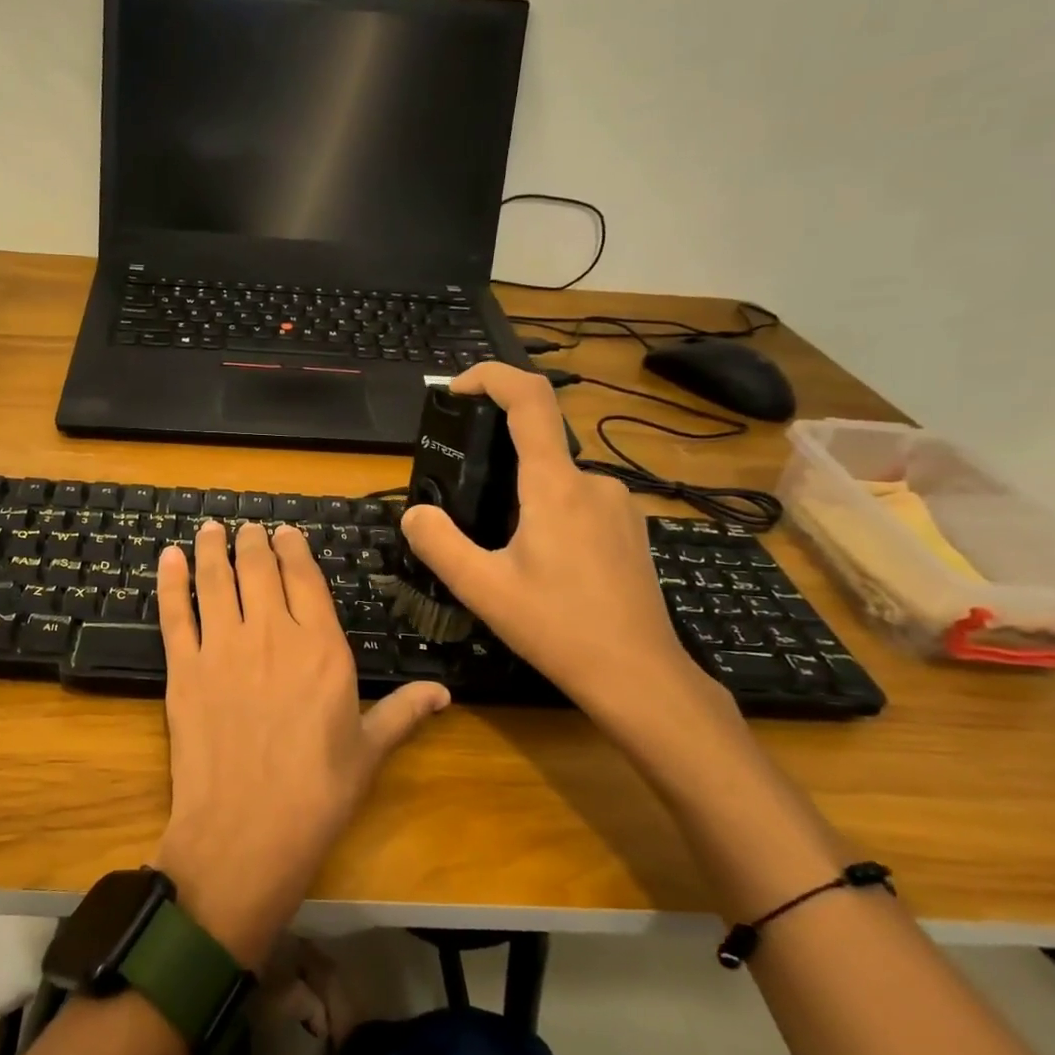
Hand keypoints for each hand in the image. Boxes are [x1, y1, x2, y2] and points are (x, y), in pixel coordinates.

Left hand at [151, 520, 449, 967]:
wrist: (246, 831)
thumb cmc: (317, 794)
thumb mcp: (369, 751)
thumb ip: (403, 712)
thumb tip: (444, 692)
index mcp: (320, 646)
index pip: (304, 578)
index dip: (293, 548)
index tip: (285, 531)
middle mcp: (270, 632)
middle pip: (257, 569)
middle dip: (252, 541)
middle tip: (246, 526)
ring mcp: (222, 647)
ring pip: (215, 581)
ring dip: (211, 549)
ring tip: (210, 529)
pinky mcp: (183, 668)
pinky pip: (176, 613)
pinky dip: (170, 582)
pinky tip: (168, 558)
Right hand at [400, 363, 728, 731]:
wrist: (640, 677)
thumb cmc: (559, 629)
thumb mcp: (483, 589)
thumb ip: (439, 544)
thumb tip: (414, 513)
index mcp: (556, 486)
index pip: (529, 400)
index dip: (492, 377)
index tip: (457, 389)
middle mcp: (594, 482)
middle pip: (537, 447)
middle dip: (494, 465)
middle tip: (464, 510)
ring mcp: (619, 505)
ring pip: (556, 481)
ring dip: (521, 499)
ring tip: (500, 553)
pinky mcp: (630, 529)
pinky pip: (579, 502)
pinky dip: (548, 514)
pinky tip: (541, 566)